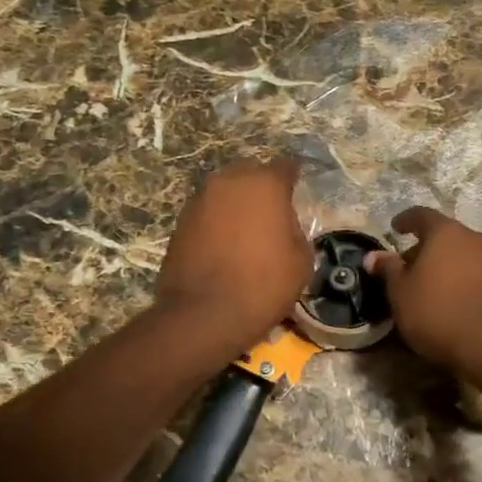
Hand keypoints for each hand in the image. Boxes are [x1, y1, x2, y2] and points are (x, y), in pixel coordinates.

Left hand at [156, 159, 313, 352]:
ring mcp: (199, 200)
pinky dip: (218, 224)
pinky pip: (207, 214)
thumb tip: (284, 227)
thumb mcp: (301, 261)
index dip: (293, 178)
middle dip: (262, 189)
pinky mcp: (180, 222)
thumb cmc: (263, 285)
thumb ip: (296, 232)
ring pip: (226, 194)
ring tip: (247, 233)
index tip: (298, 191)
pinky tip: (225, 247)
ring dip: (237, 206)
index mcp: (264, 184)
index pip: (285, 167)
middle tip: (273, 214)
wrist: (204, 314)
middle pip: (250, 175)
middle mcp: (228, 181)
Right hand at [365, 207, 481, 376]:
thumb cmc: (436, 311)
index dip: (405, 220)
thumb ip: (388, 269)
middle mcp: (472, 238)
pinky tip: (447, 296)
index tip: (394, 228)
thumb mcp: (400, 292)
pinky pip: (473, 271)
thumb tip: (374, 256)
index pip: (421, 215)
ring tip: (425, 284)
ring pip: (460, 253)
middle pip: (443, 235)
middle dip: (423, 247)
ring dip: (442, 263)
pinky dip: (458, 277)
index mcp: (445, 232)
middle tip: (406, 265)